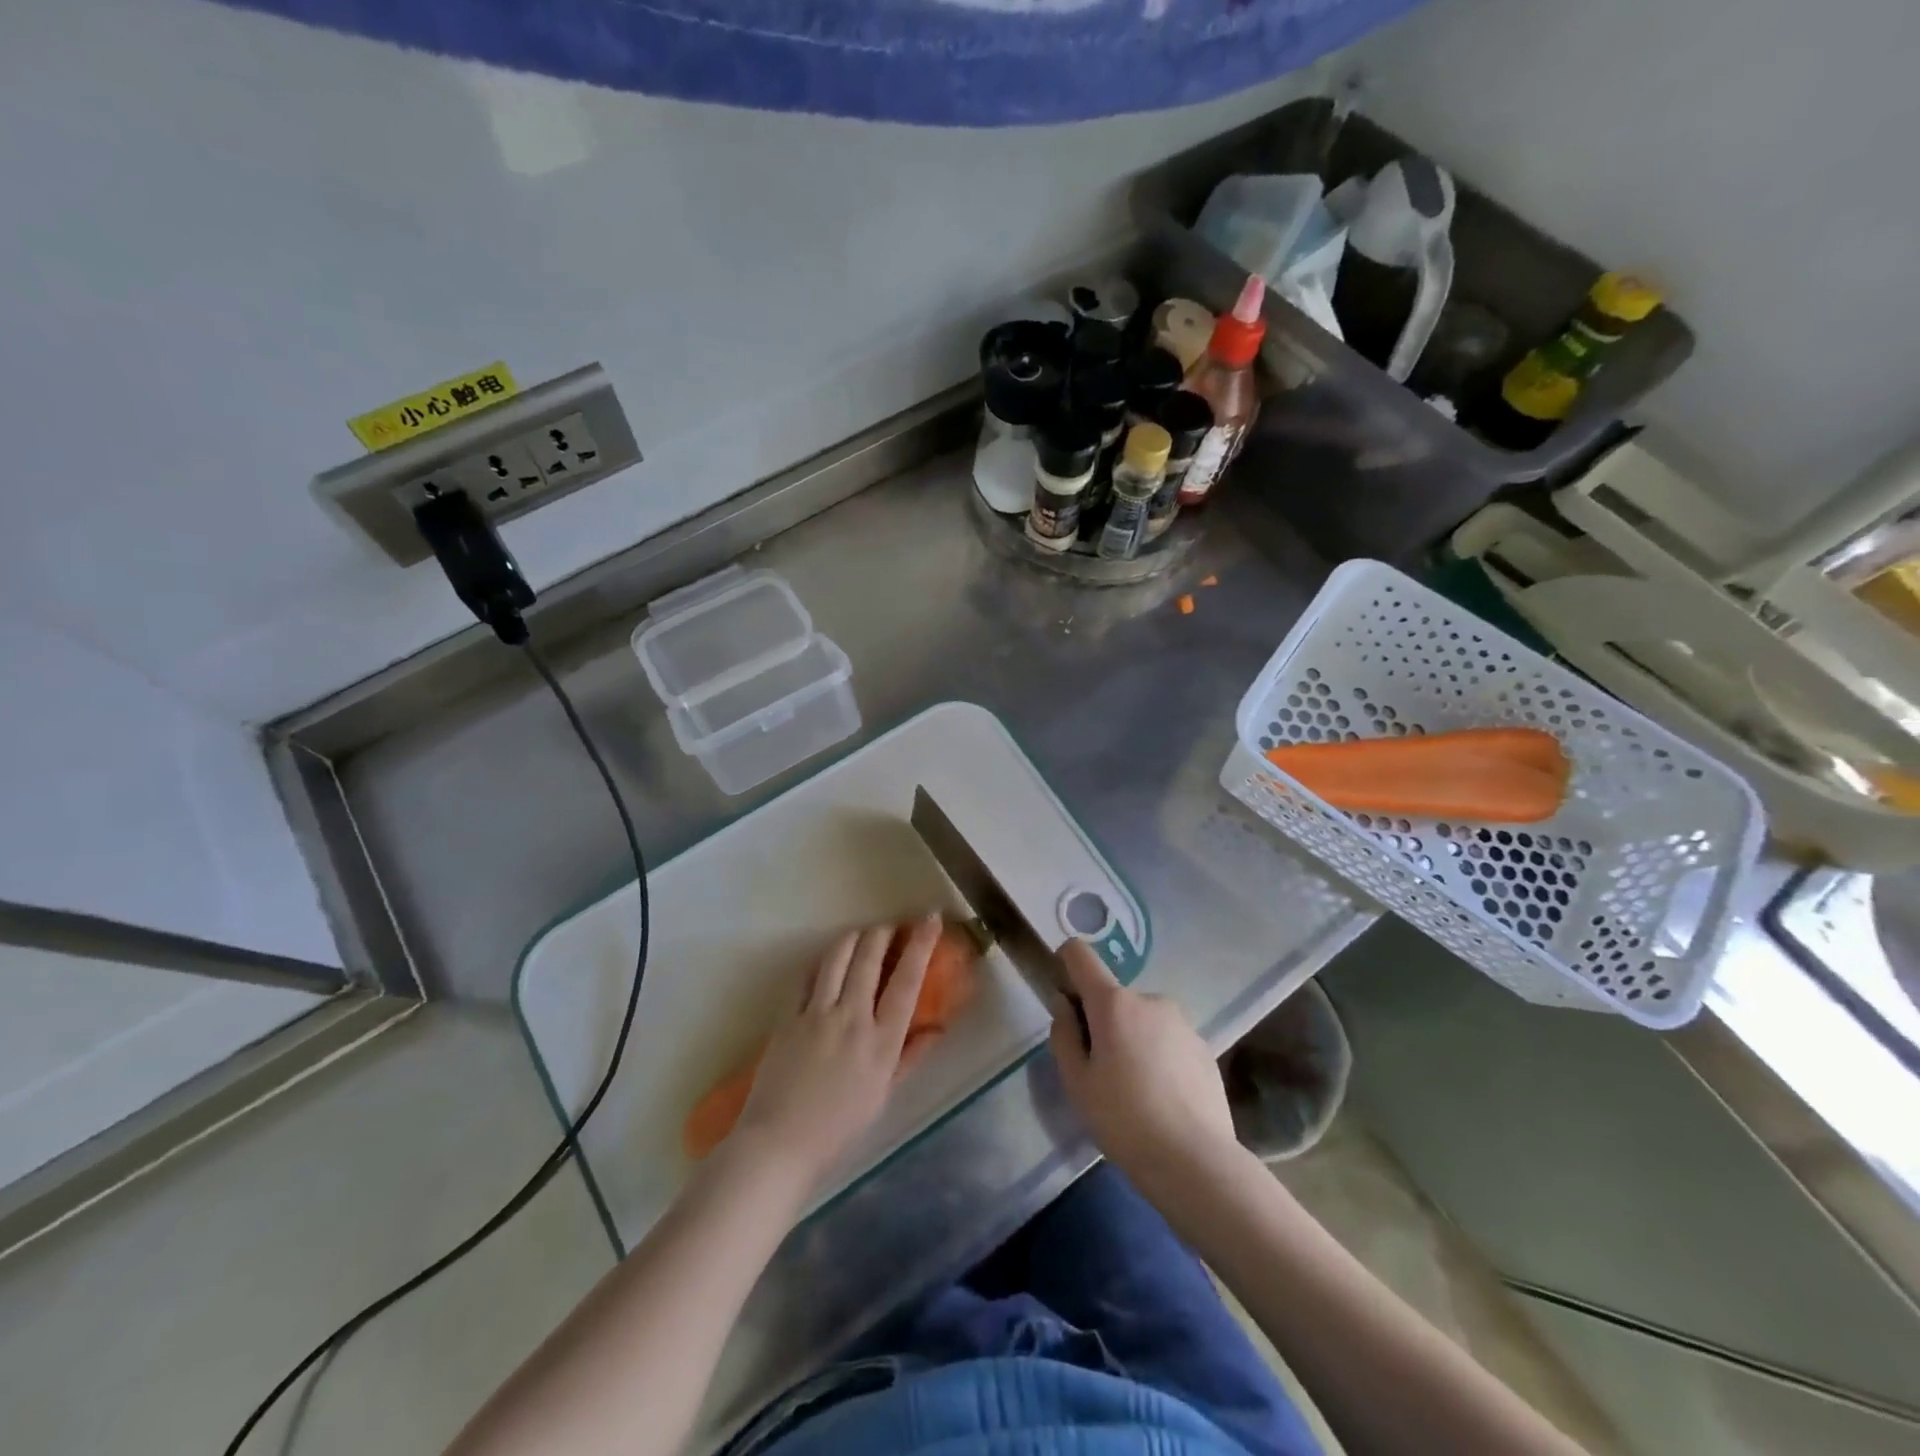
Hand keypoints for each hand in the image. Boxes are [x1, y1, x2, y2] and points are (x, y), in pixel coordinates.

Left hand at [732, 914, 938, 1187]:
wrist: (780, 1142)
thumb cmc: (839, 1126)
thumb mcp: (883, 1094)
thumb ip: (910, 1056)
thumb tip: (937, 1029)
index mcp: (881, 1041)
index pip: (907, 981)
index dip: (920, 945)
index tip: (930, 919)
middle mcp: (852, 1018)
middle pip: (869, 958)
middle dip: (882, 933)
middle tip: (889, 926)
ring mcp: (817, 1014)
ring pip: (837, 957)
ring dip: (853, 938)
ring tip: (861, 934)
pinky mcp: (788, 1016)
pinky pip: (807, 977)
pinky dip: (821, 962)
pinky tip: (827, 960)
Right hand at [1048, 940, 1238, 1187]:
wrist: (1197, 1162)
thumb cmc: (1124, 1120)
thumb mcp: (1077, 1082)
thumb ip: (1064, 1034)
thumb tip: (1064, 1003)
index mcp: (1113, 1003)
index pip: (1081, 955)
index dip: (1065, 962)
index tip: (1063, 994)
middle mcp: (1150, 1000)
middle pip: (1113, 997)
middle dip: (1102, 1021)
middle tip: (1100, 1070)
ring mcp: (1182, 1023)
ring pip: (1143, 1020)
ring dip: (1132, 1039)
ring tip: (1135, 1091)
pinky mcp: (1204, 1048)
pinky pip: (1168, 1041)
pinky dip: (1158, 1057)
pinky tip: (1162, 1100)